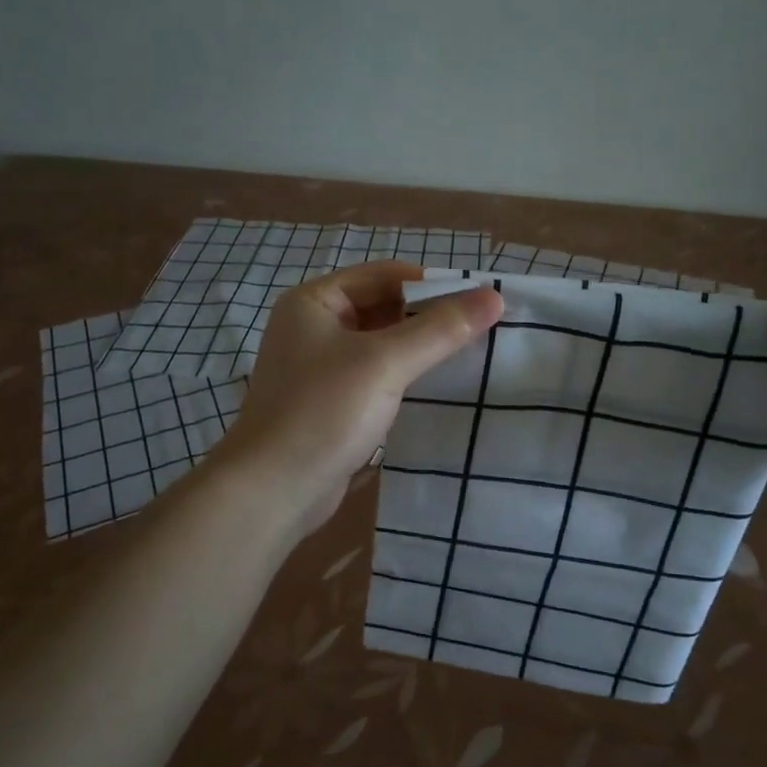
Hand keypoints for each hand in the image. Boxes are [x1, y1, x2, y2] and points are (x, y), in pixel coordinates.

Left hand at [214, 261, 502, 540]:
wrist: (272, 491)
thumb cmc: (324, 412)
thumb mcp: (385, 363)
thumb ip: (440, 329)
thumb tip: (494, 296)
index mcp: (314, 301)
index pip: (384, 275)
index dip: (431, 285)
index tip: (478, 302)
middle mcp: (313, 326)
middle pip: (382, 307)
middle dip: (428, 317)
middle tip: (481, 329)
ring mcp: (320, 366)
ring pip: (381, 343)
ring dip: (419, 348)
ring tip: (470, 354)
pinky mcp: (330, 401)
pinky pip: (375, 375)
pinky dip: (404, 375)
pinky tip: (437, 386)